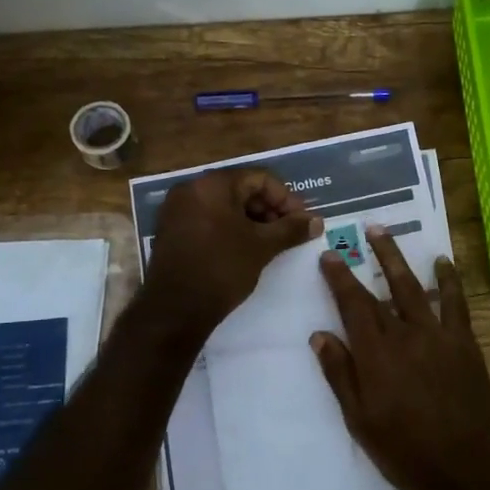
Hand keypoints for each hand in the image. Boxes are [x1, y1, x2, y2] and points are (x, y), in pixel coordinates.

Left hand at [145, 168, 320, 330]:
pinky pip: (209, 220)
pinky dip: (231, 229)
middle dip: (270, 209)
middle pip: (241, 189)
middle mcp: (191, 190)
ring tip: (272, 243)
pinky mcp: (172, 231)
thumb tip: (317, 221)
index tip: (303, 221)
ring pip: (225, 206)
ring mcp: (177, 211)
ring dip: (253, 221)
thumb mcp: (262, 247)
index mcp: (212, 185)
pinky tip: (248, 249)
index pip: (259, 179)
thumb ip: (291, 229)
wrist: (175, 310)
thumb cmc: (222, 269)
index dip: (286, 198)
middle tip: (290, 232)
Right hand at [311, 225, 489, 489]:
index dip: (339, 278)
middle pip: (383, 289)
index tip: (329, 256)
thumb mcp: (360, 420)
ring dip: (400, 258)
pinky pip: (455, 303)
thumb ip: (341, 375)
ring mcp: (438, 335)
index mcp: (375, 354)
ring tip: (387, 234)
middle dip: (370, 257)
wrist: (466, 463)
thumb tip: (319, 336)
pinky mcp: (464, 342)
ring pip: (414, 287)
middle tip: (362, 231)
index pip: (352, 306)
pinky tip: (443, 263)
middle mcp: (405, 335)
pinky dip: (448, 281)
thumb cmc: (405, 450)